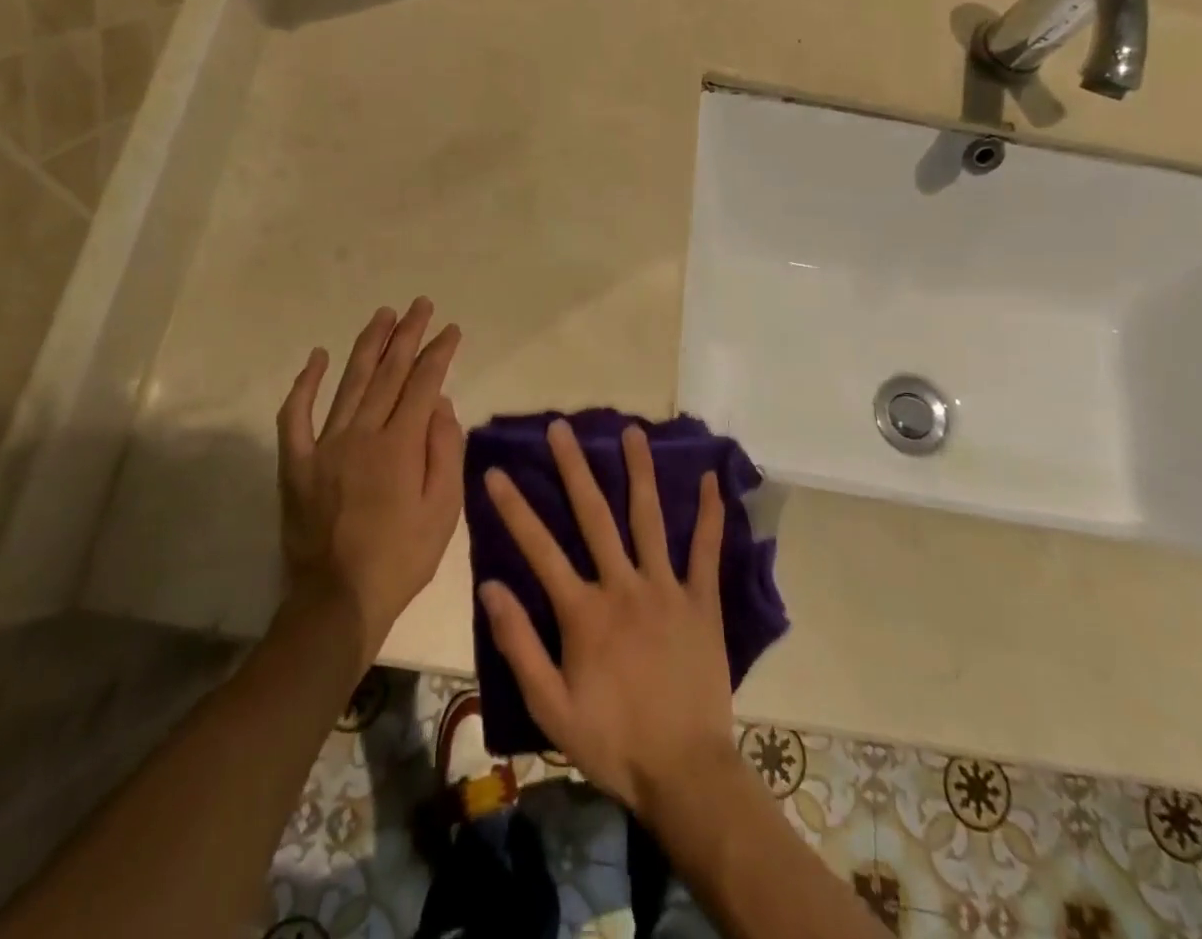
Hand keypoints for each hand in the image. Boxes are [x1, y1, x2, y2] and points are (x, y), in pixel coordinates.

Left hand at [278, 298, 463, 665]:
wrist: (338, 600)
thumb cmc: (402, 558)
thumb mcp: (444, 511)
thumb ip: (445, 451)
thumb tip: (439, 403)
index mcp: (400, 445)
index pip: (423, 383)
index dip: (438, 353)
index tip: (450, 330)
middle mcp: (362, 433)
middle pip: (388, 372)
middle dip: (407, 334)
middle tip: (420, 305)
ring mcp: (325, 445)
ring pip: (350, 382)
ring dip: (368, 344)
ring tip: (383, 314)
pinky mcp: (297, 462)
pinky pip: (295, 415)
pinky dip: (304, 384)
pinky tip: (316, 357)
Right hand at [480, 420, 737, 814]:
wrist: (686, 774)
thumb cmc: (613, 742)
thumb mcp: (551, 707)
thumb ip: (519, 644)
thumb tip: (490, 587)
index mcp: (583, 611)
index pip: (539, 548)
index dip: (514, 508)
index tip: (495, 472)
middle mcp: (623, 586)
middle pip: (594, 515)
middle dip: (574, 468)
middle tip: (561, 428)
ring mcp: (666, 589)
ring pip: (649, 518)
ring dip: (639, 472)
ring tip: (632, 431)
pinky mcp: (701, 602)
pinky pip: (706, 550)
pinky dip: (710, 514)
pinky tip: (711, 479)